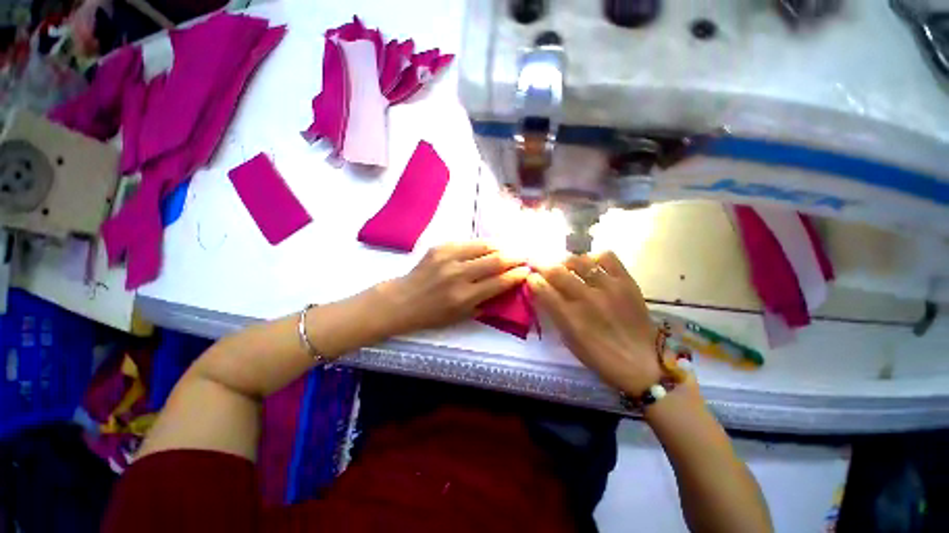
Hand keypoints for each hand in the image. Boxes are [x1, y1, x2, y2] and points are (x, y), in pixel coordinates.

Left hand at [375, 241, 530, 335]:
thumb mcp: (461, 317)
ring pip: (483, 246)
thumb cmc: (432, 314)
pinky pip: (468, 242)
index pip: (499, 282)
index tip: (527, 270)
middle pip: (495, 260)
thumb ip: (485, 303)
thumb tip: (506, 289)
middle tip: (523, 256)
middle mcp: (458, 275)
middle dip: (514, 257)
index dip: (517, 275)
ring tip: (508, 248)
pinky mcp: (440, 247)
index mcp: (464, 296)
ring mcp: (448, 257)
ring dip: (500, 246)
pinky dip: (482, 244)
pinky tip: (487, 247)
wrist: (402, 299)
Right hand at [527, 251, 661, 394]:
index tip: (530, 277)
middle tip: (540, 265)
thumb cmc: (599, 356)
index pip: (542, 289)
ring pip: (579, 260)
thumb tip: (541, 290)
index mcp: (570, 318)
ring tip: (566, 266)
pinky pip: (607, 258)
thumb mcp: (569, 339)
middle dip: (542, 265)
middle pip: (557, 271)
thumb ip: (553, 312)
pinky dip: (594, 258)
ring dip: (566, 262)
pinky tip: (592, 266)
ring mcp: (609, 288)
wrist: (641, 363)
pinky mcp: (627, 282)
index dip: (532, 279)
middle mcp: (587, 299)